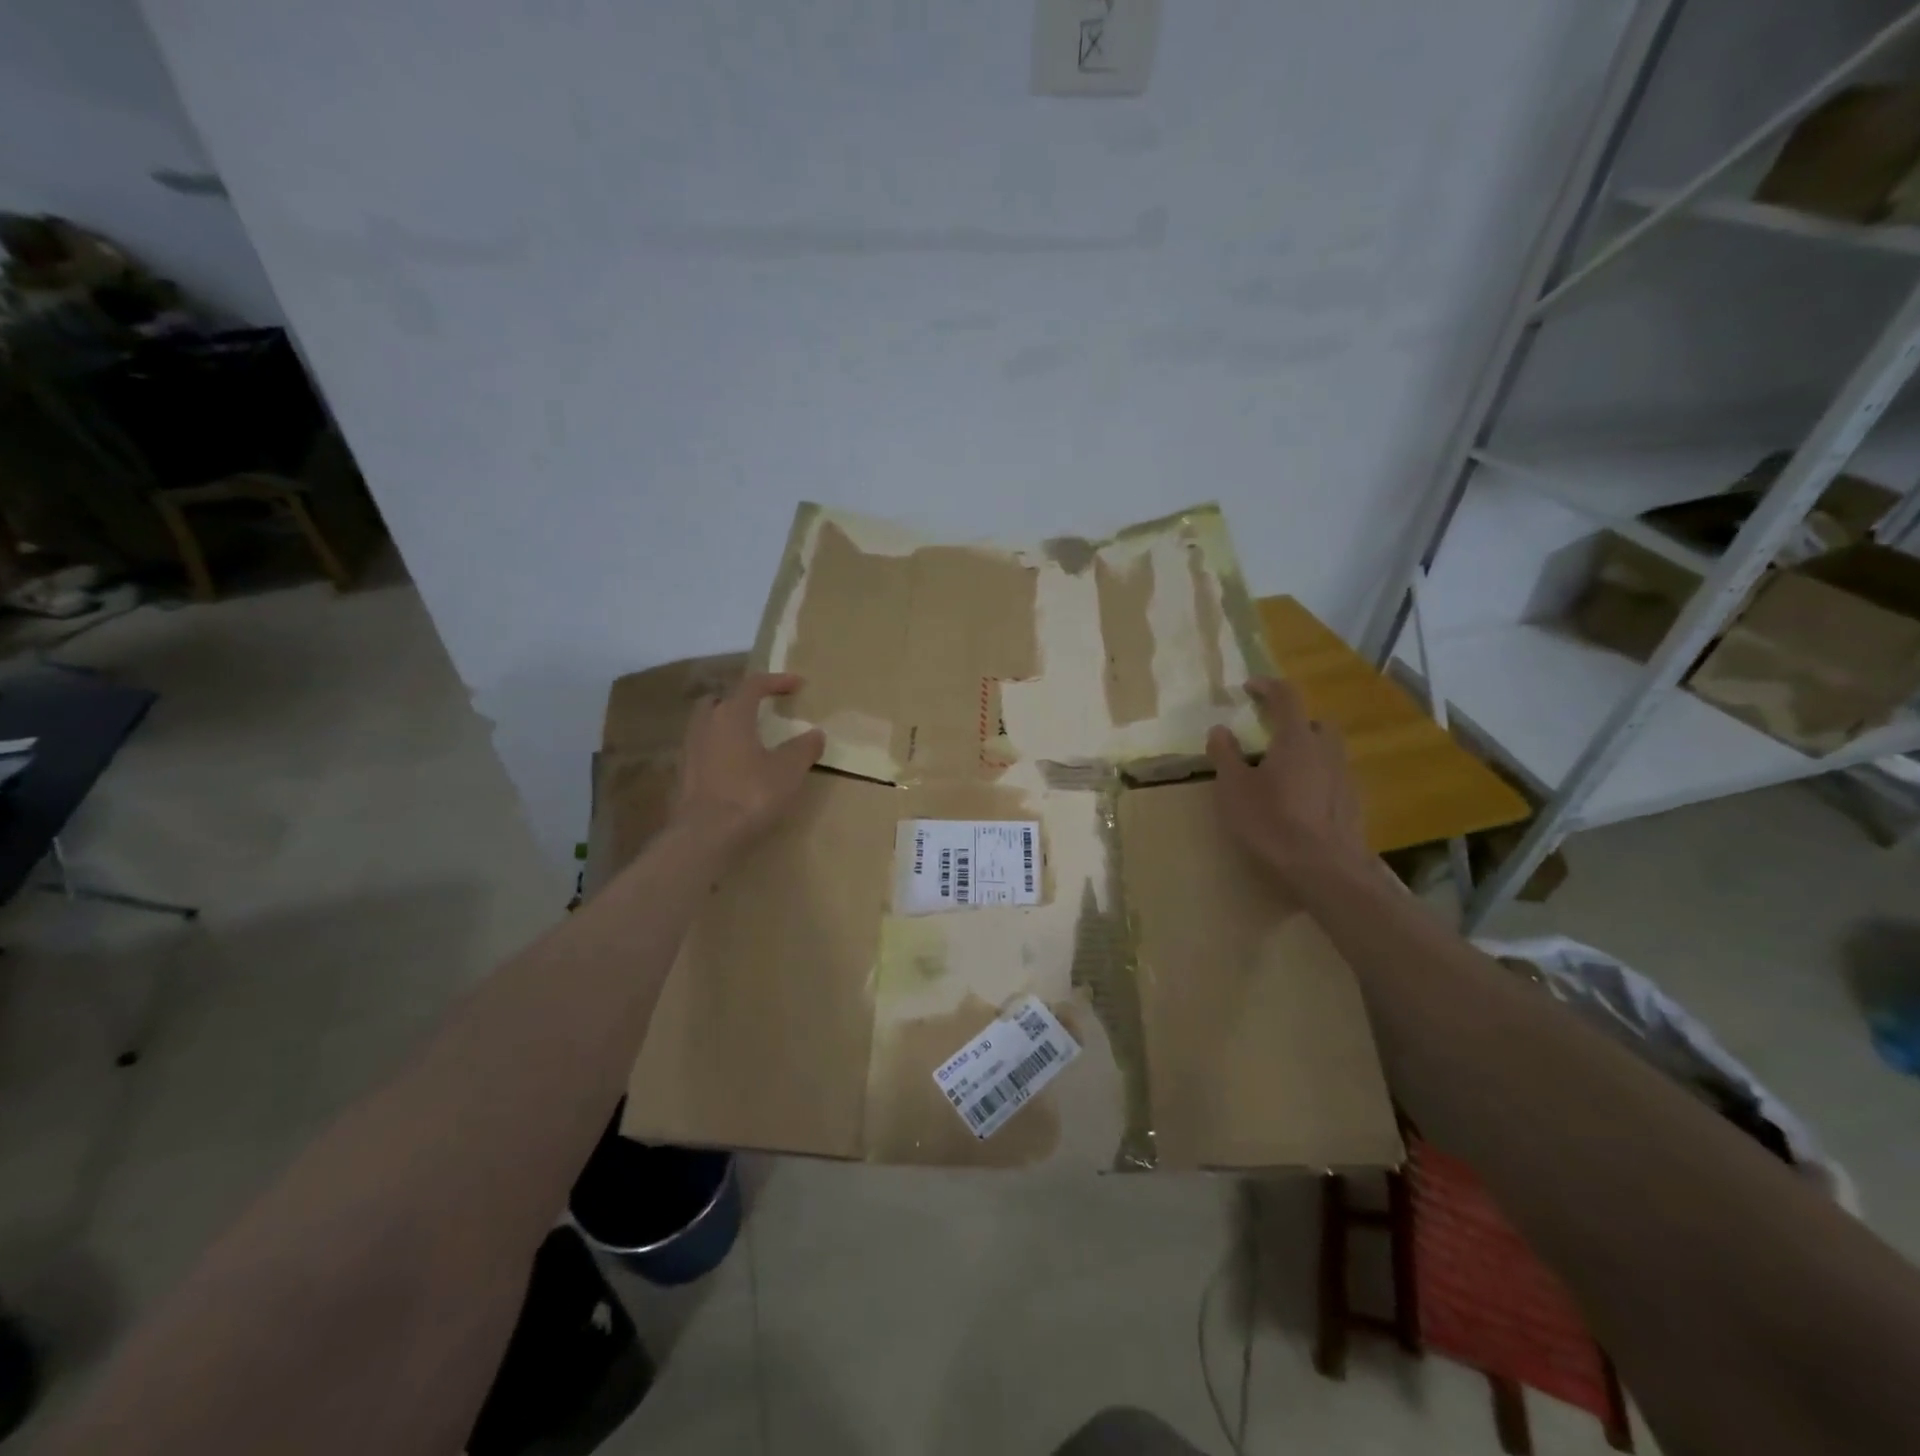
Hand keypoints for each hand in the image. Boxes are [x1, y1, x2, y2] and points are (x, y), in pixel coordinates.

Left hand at [674, 673, 824, 850]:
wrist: (704, 836)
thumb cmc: (751, 794)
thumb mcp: (788, 771)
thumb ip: (803, 748)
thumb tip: (815, 733)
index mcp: (732, 715)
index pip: (754, 685)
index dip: (777, 681)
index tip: (798, 684)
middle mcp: (705, 724)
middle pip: (720, 700)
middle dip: (740, 700)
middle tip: (761, 709)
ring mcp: (689, 750)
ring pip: (707, 725)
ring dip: (726, 725)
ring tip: (748, 739)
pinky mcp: (682, 775)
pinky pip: (702, 750)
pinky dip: (718, 750)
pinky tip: (733, 767)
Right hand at [1206, 678, 1368, 880]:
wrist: (1324, 869)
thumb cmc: (1271, 822)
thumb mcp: (1233, 788)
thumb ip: (1225, 755)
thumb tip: (1220, 729)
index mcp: (1296, 739)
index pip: (1286, 696)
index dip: (1267, 687)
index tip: (1249, 688)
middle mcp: (1326, 750)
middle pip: (1315, 722)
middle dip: (1294, 722)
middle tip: (1270, 737)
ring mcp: (1345, 777)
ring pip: (1328, 751)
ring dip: (1307, 752)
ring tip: (1283, 773)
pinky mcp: (1354, 804)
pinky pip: (1333, 778)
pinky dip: (1317, 778)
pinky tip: (1300, 802)